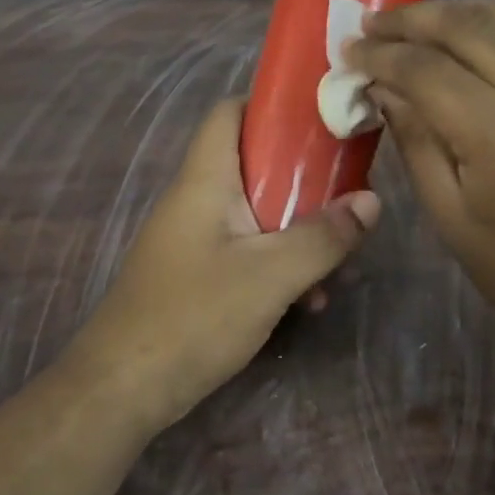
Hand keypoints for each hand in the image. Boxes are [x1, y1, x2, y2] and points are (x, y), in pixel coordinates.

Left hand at [70, 98, 379, 431]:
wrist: (122, 389)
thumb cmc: (193, 316)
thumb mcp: (270, 276)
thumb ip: (322, 237)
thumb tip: (371, 200)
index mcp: (205, 180)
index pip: (230, 112)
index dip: (273, 106)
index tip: (322, 119)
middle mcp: (196, 200)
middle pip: (253, 165)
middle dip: (304, 181)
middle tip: (347, 197)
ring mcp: (193, 240)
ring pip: (255, 214)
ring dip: (297, 233)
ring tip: (337, 265)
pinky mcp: (196, 275)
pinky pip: (245, 251)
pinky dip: (277, 264)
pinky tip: (307, 301)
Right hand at [351, 0, 494, 360]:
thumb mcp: (450, 215)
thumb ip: (415, 141)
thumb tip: (383, 89)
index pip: (427, 69)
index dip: (381, 55)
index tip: (348, 51)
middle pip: (467, 26)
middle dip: (411, 19)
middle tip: (370, 24)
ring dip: (451, 11)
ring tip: (409, 21)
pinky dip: (488, 23)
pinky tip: (459, 35)